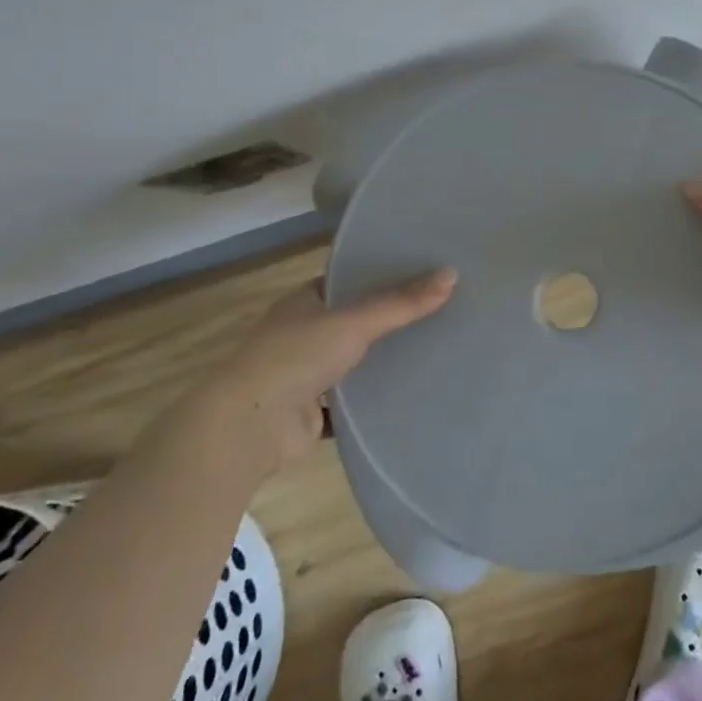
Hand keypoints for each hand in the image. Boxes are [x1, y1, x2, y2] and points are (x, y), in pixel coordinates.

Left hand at [185, 268, 456, 471]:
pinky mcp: (311, 412)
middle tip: (440, 309)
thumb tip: (452, 274)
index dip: (381, 275)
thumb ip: (402, 303)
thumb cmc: (295, 357)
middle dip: (389, 319)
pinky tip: (410, 393)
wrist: (249, 428)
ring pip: (354, 361)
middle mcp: (302, 334)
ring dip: (382, 360)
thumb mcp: (354, 321)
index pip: (348, 280)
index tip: (423, 272)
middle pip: (354, 321)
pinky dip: (373, 400)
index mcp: (304, 302)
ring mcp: (304, 374)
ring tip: (435, 348)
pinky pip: (351, 401)